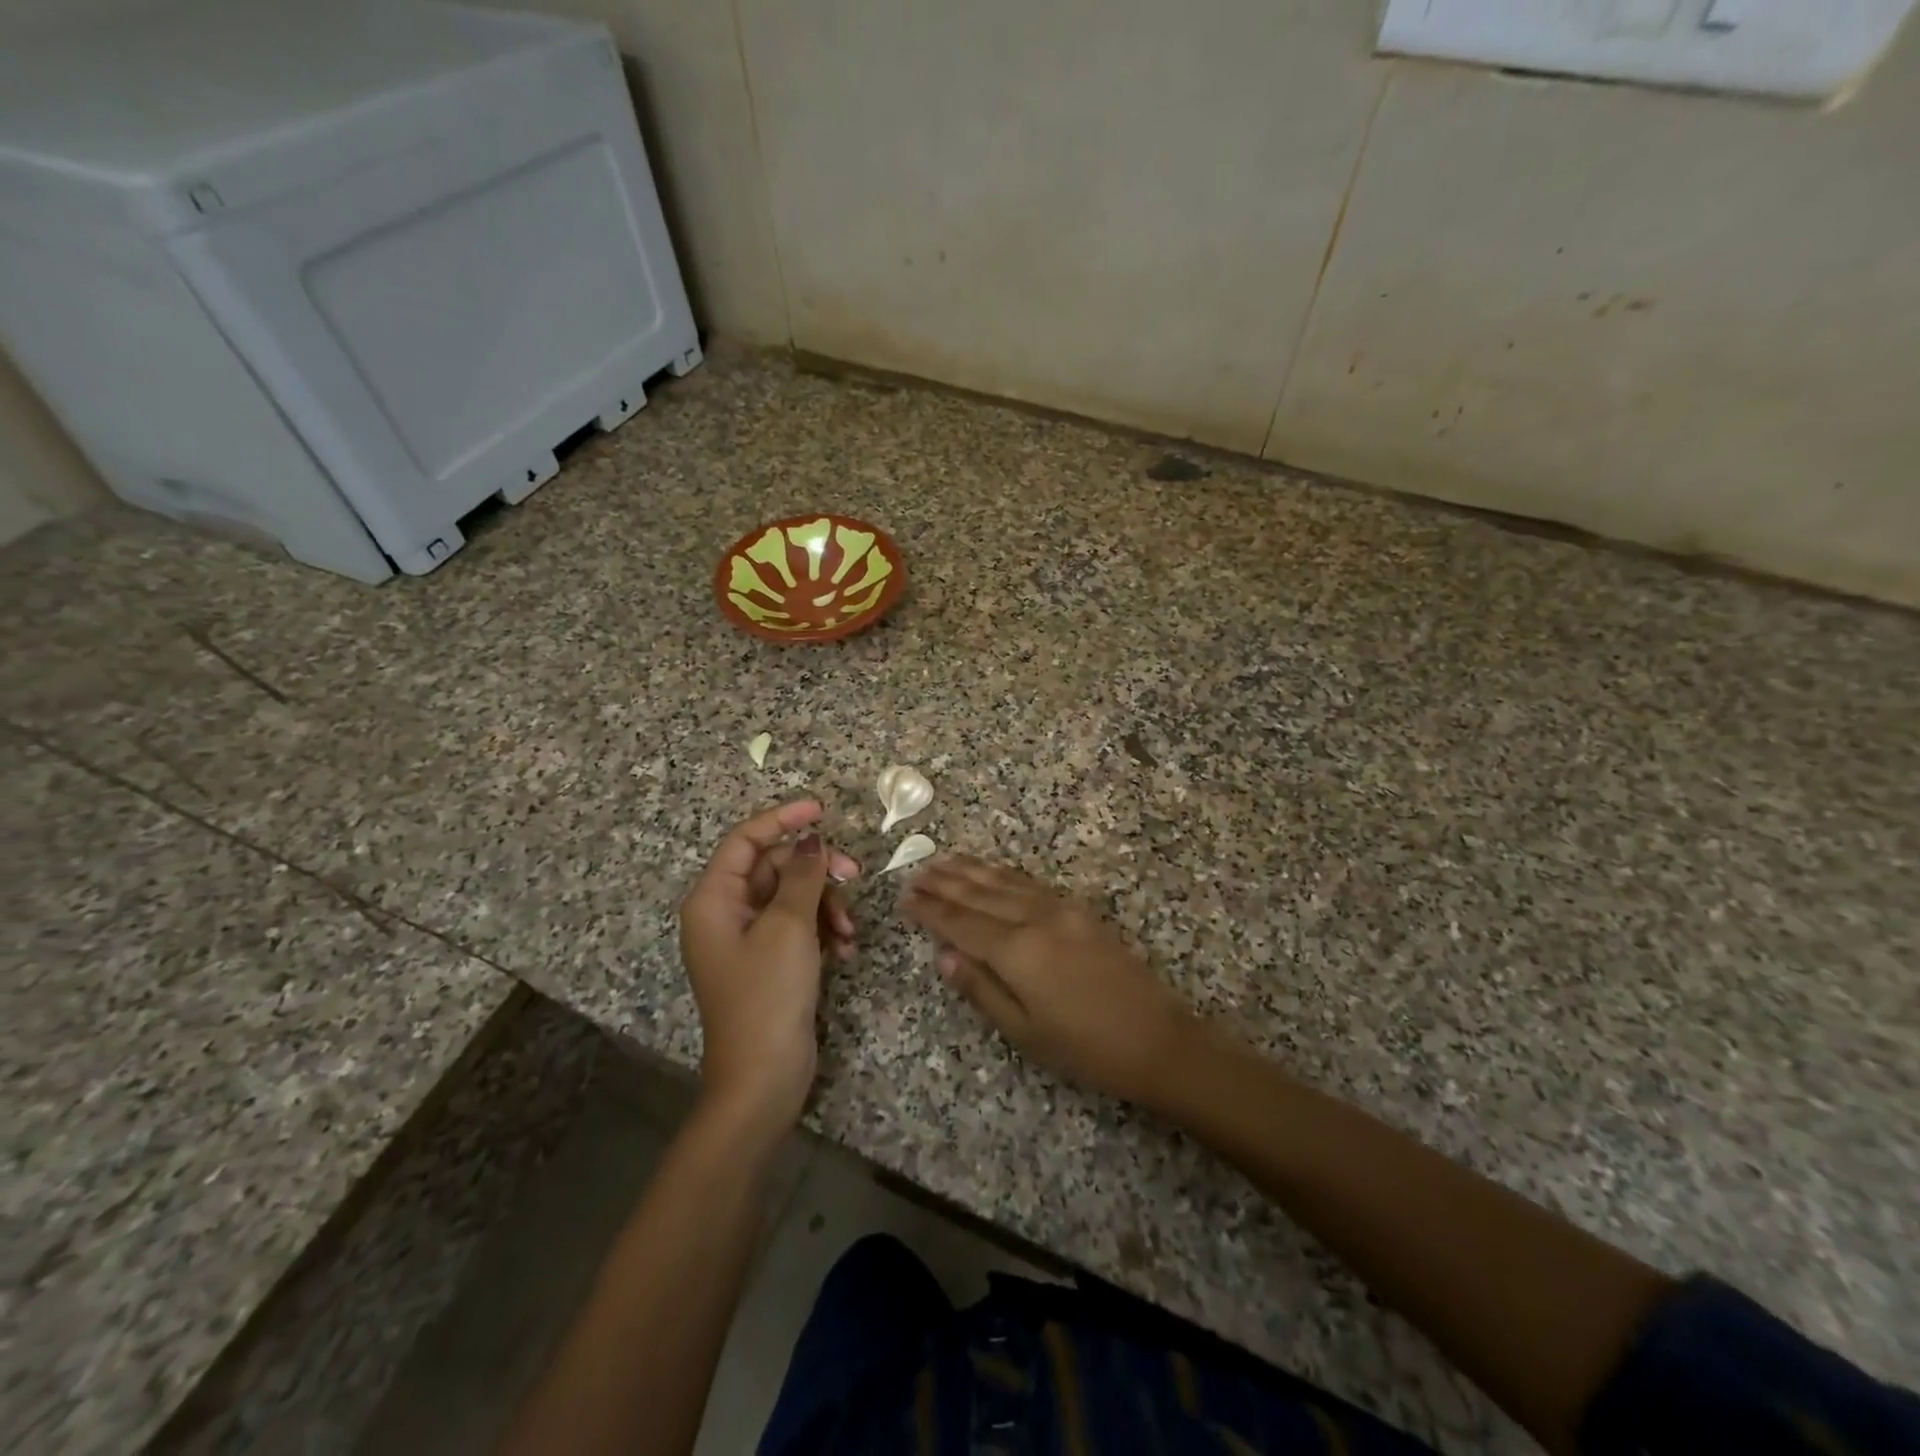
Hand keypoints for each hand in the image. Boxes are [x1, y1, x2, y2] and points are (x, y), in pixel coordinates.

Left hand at [678, 800, 859, 1137]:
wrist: (762, 1080)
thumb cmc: (767, 996)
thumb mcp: (789, 928)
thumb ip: (802, 876)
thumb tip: (811, 841)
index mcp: (714, 899)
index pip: (745, 840)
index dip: (782, 818)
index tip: (821, 809)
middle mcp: (726, 913)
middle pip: (774, 867)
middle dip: (816, 871)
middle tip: (854, 876)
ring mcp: (748, 940)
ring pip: (792, 896)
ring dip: (826, 905)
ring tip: (848, 932)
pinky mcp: (770, 962)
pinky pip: (798, 926)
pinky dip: (823, 930)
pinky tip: (844, 949)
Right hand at [903, 855, 1195, 1102]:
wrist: (1157, 1039)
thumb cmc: (1085, 1048)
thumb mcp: (1024, 1032)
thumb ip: (981, 989)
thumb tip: (944, 956)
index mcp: (1016, 950)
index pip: (961, 923)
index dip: (931, 910)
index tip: (905, 897)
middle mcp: (1035, 918)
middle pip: (980, 895)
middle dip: (946, 883)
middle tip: (916, 872)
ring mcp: (1061, 909)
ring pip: (1005, 881)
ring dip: (972, 870)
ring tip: (945, 859)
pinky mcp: (1080, 910)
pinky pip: (1031, 883)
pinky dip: (1005, 874)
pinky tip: (994, 871)